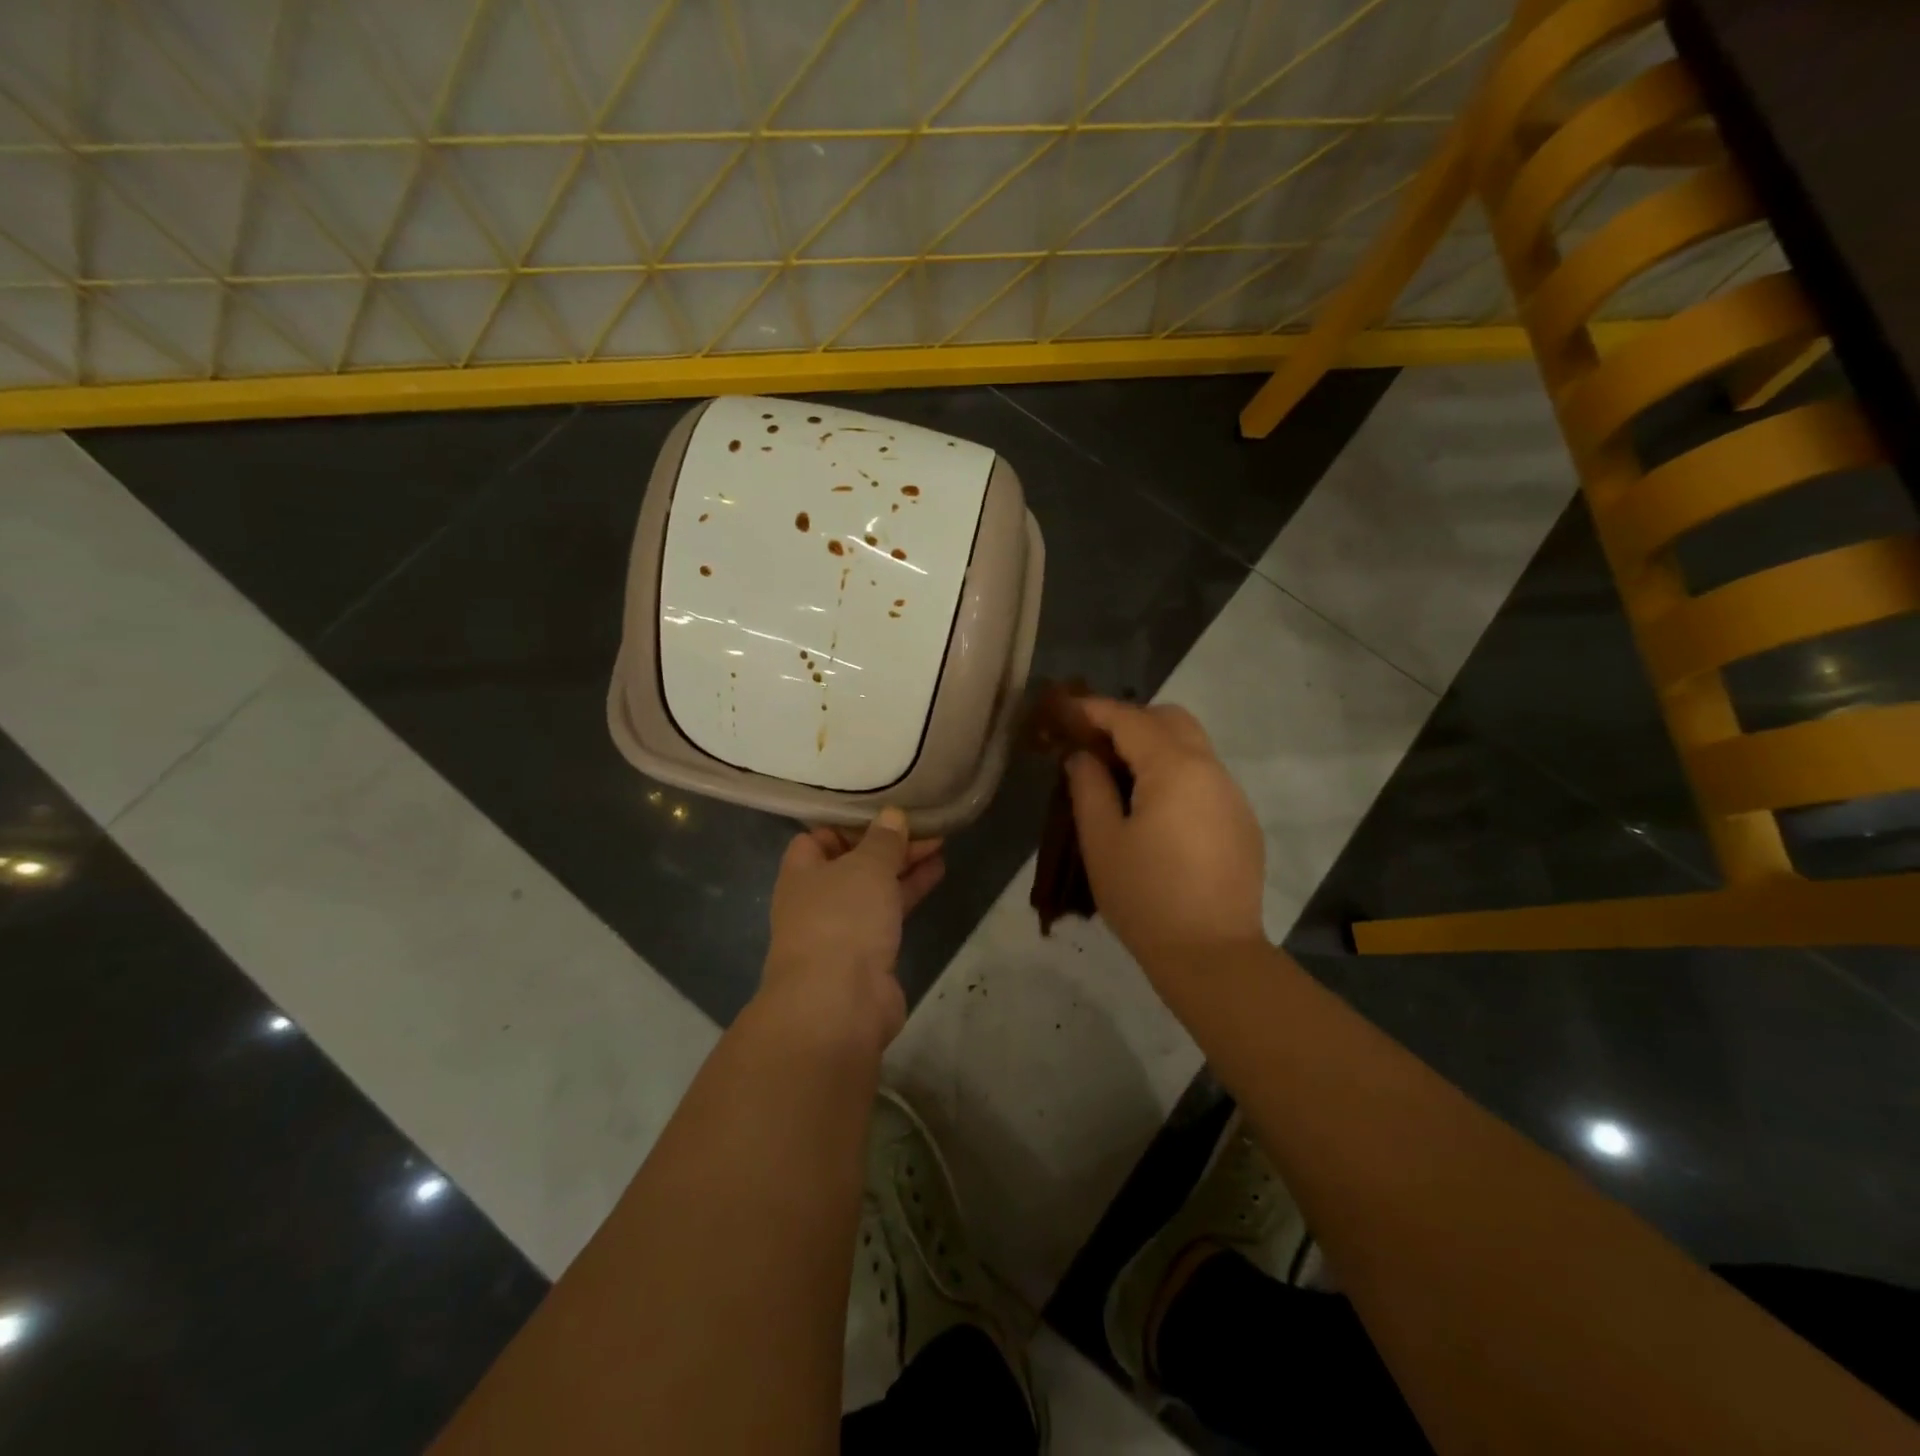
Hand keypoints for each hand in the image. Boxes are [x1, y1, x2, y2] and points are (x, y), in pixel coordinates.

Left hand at [762, 807, 944, 1051]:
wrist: (839, 1004)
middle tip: (925, 825)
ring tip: (941, 843)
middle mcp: (817, 899)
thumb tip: (892, 815)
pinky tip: (938, 872)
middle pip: (853, 862)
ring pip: (875, 888)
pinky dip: (910, 892)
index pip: (818, 838)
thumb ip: (883, 840)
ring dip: (904, 866)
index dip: (849, 824)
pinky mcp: (867, 954)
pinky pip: (890, 913)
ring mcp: (842, 929)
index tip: (884, 812)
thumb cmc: (843, 919)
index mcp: (802, 872)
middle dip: (887, 844)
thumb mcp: (867, 866)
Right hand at [1065, 699, 1265, 974]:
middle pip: (1171, 719)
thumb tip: (1083, 757)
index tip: (1065, 711)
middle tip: (1095, 745)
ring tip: (1120, 778)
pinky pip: (1205, 779)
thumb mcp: (1102, 841)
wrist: (1213, 956)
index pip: (1130, 719)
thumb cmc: (1146, 897)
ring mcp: (1232, 796)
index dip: (1094, 710)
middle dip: (1131, 721)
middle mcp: (1211, 770)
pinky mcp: (1242, 822)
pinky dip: (1176, 775)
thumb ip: (1088, 788)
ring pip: (1193, 747)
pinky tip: (1155, 812)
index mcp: (1175, 768)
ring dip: (1155, 747)